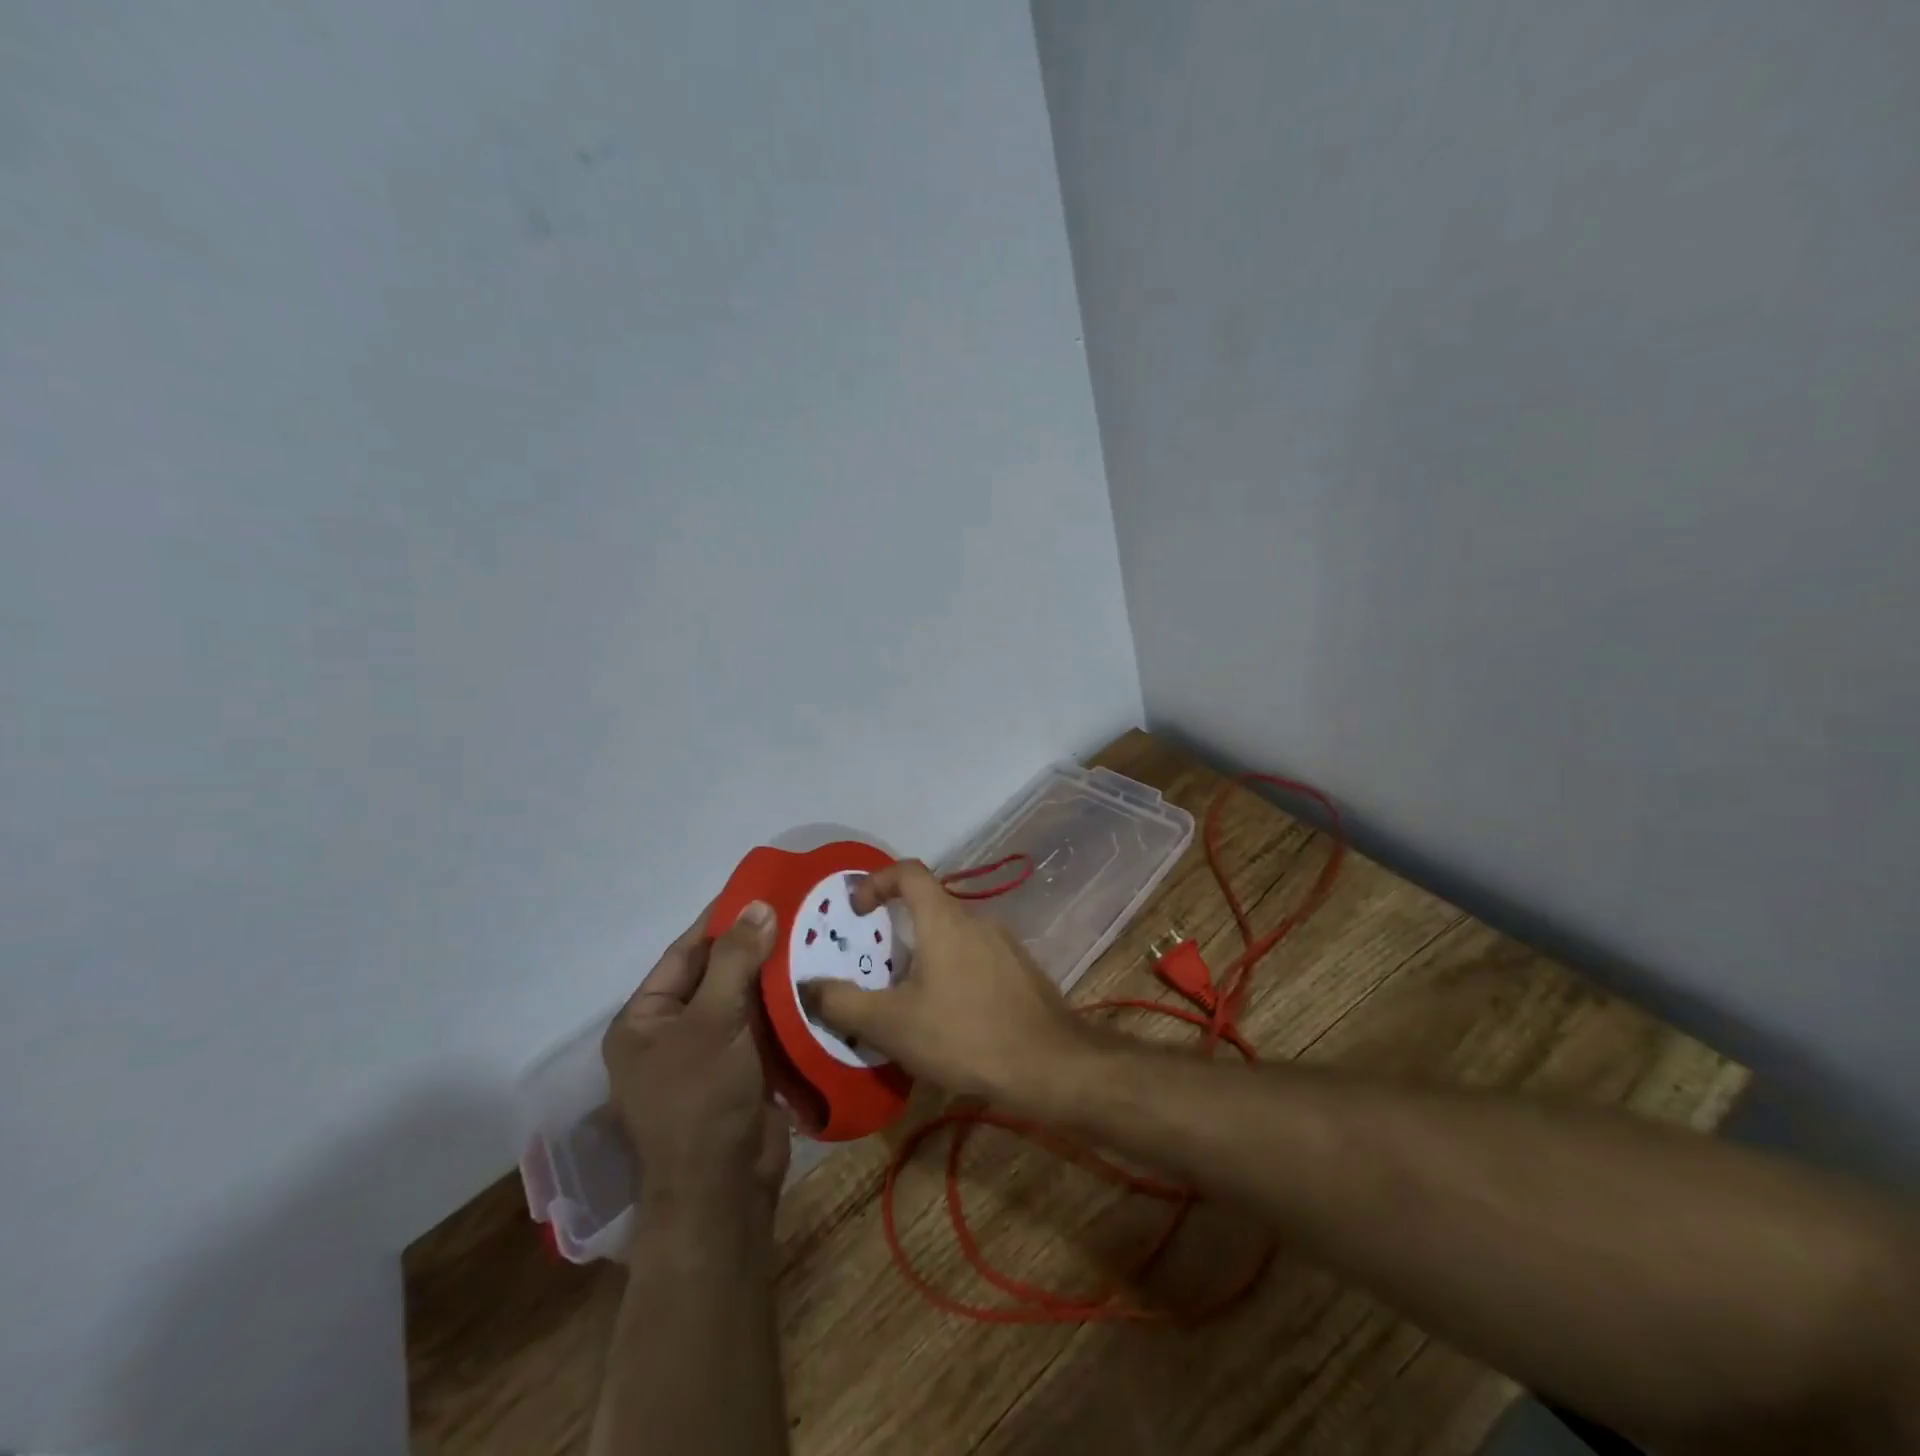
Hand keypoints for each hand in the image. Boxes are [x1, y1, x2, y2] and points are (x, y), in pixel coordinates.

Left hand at [602, 901, 789, 1210]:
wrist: (724, 1190)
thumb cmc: (702, 1100)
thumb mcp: (713, 1022)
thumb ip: (736, 961)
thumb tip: (758, 906)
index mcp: (645, 1020)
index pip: (686, 953)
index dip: (721, 920)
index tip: (759, 887)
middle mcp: (673, 1032)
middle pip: (718, 973)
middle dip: (756, 944)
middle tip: (799, 908)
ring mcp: (710, 1053)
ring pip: (746, 998)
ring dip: (776, 972)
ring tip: (816, 934)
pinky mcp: (744, 1069)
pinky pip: (765, 1024)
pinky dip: (787, 1003)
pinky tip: (819, 977)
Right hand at [802, 860, 1091, 1105]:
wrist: (1049, 1065)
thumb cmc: (964, 1035)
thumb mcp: (891, 1025)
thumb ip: (843, 1002)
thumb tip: (808, 986)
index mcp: (944, 919)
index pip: (908, 872)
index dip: (876, 881)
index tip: (857, 912)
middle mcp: (977, 920)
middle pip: (929, 906)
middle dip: (897, 932)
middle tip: (876, 972)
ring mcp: (1005, 945)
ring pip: (953, 936)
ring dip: (925, 957)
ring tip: (908, 1002)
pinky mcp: (1021, 971)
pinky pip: (976, 959)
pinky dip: (953, 974)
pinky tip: (949, 1019)